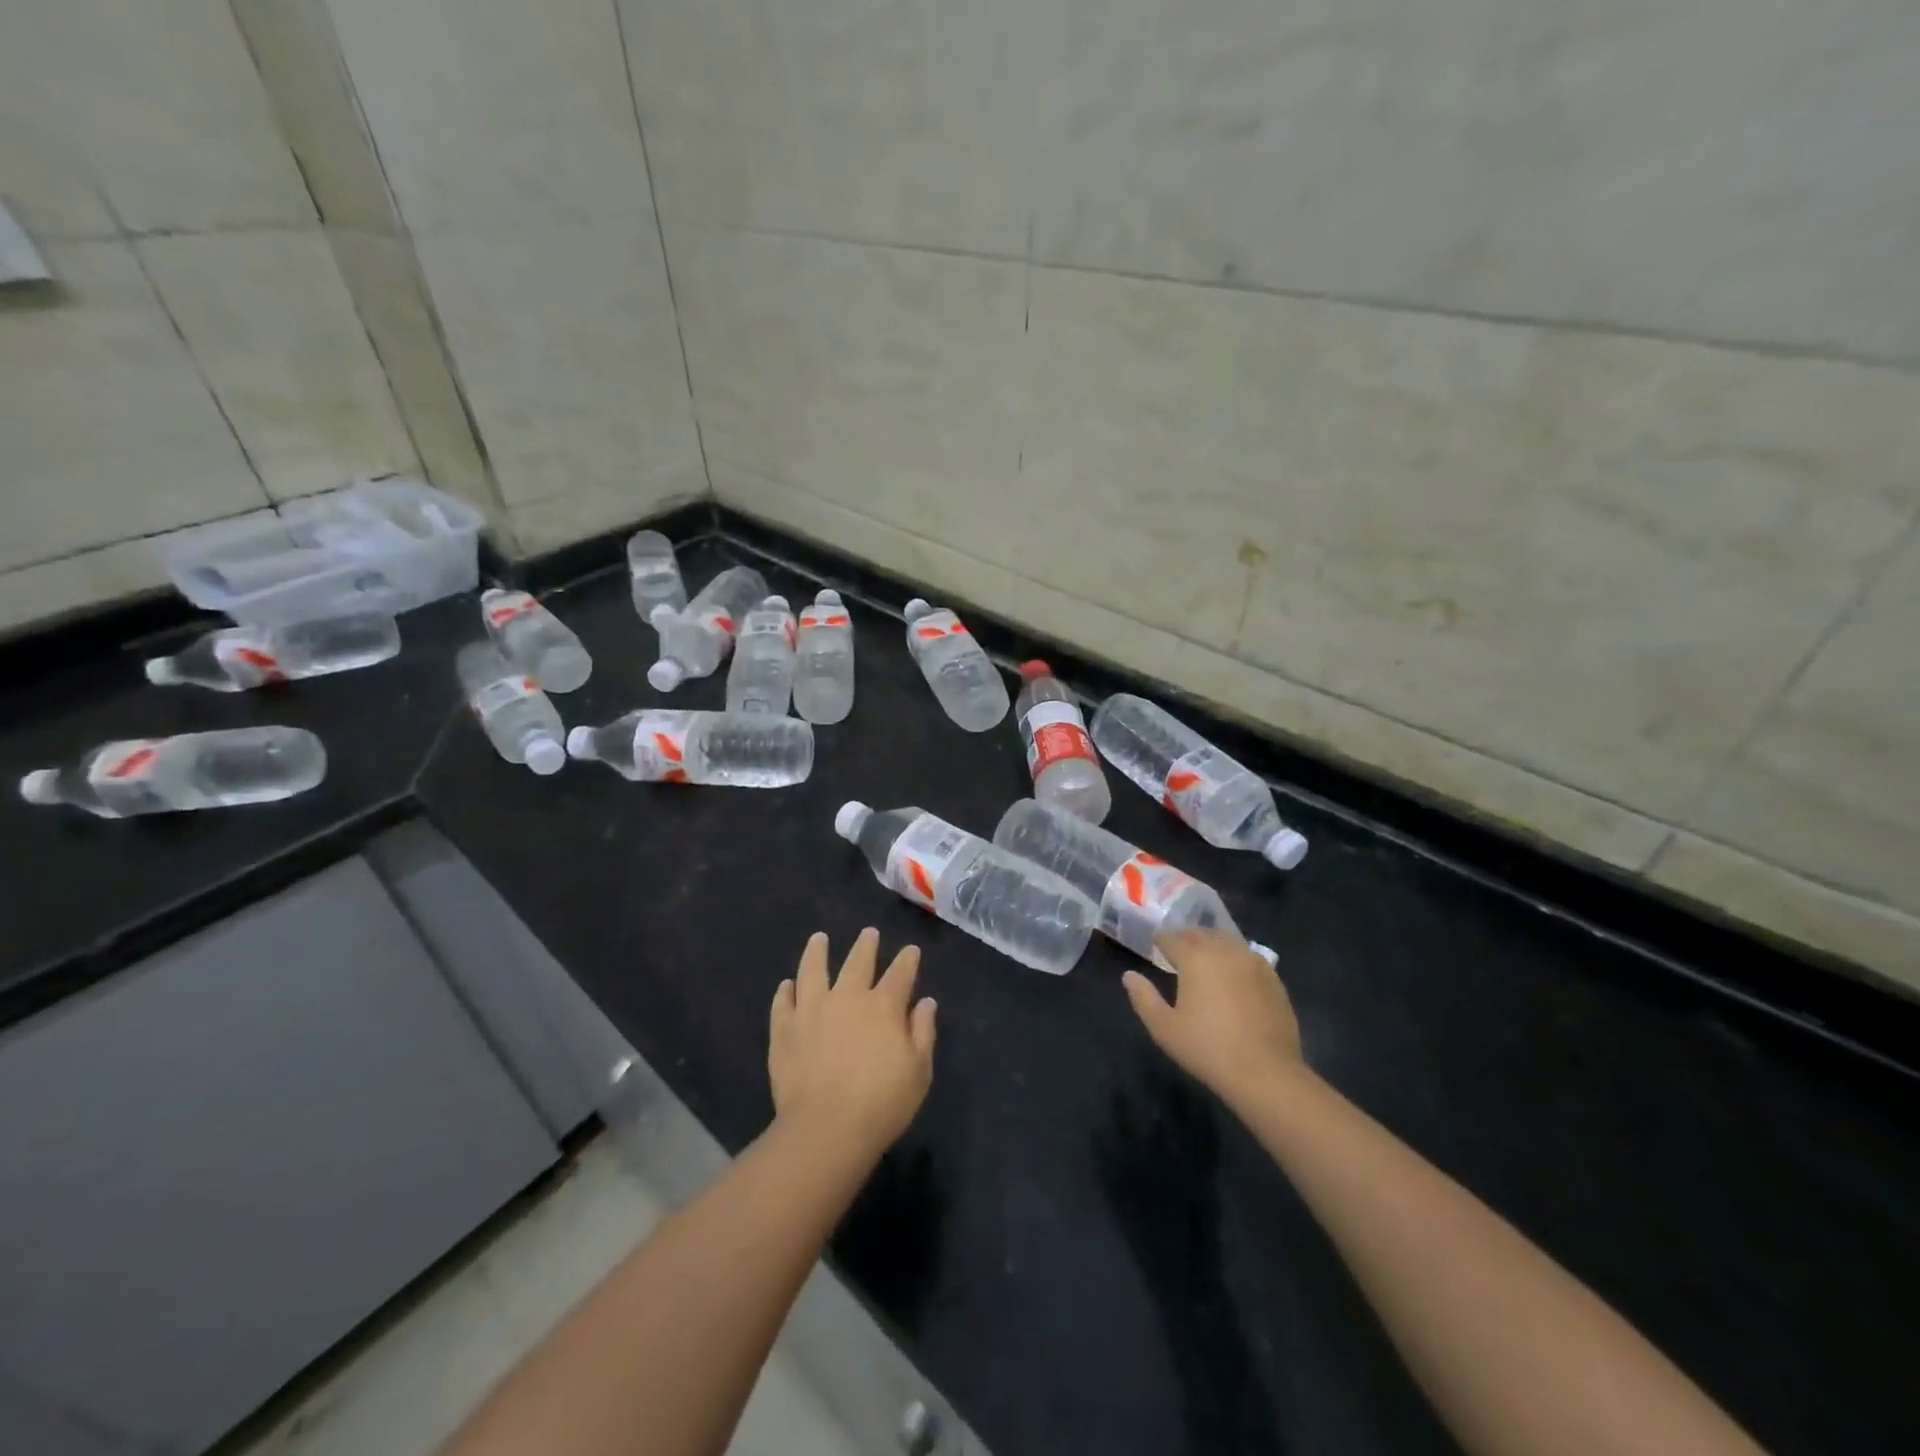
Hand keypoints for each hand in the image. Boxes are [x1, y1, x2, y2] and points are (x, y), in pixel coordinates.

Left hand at [769, 928, 936, 1163]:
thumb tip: (925, 1002)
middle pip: (858, 962)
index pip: (900, 973)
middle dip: (866, 945)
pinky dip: (786, 991)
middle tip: (869, 933)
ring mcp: (811, 1010)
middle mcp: (847, 997)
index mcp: (883, 1006)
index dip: (908, 960)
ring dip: (817, 952)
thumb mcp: (919, 1071)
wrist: (825, 1129)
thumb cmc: (881, 1104)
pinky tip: (787, 985)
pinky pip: (783, 1002)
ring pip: (813, 969)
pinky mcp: (784, 1029)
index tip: (911, 950)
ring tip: (819, 939)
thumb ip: (923, 1032)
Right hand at [1124, 928, 1304, 1107]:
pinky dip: (1234, 958)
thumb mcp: (1164, 1028)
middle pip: (1200, 934)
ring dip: (1211, 945)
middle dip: (1185, 939)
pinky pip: (1248, 956)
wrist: (1265, 1072)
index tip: (1154, 947)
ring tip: (1204, 961)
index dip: (1160, 941)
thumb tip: (1129, 976)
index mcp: (1195, 957)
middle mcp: (1224, 950)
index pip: (1172, 938)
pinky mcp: (1273, 978)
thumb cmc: (1207, 1049)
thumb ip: (1143, 997)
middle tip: (1176, 953)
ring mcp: (1253, 962)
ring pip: (1226, 941)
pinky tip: (1232, 977)